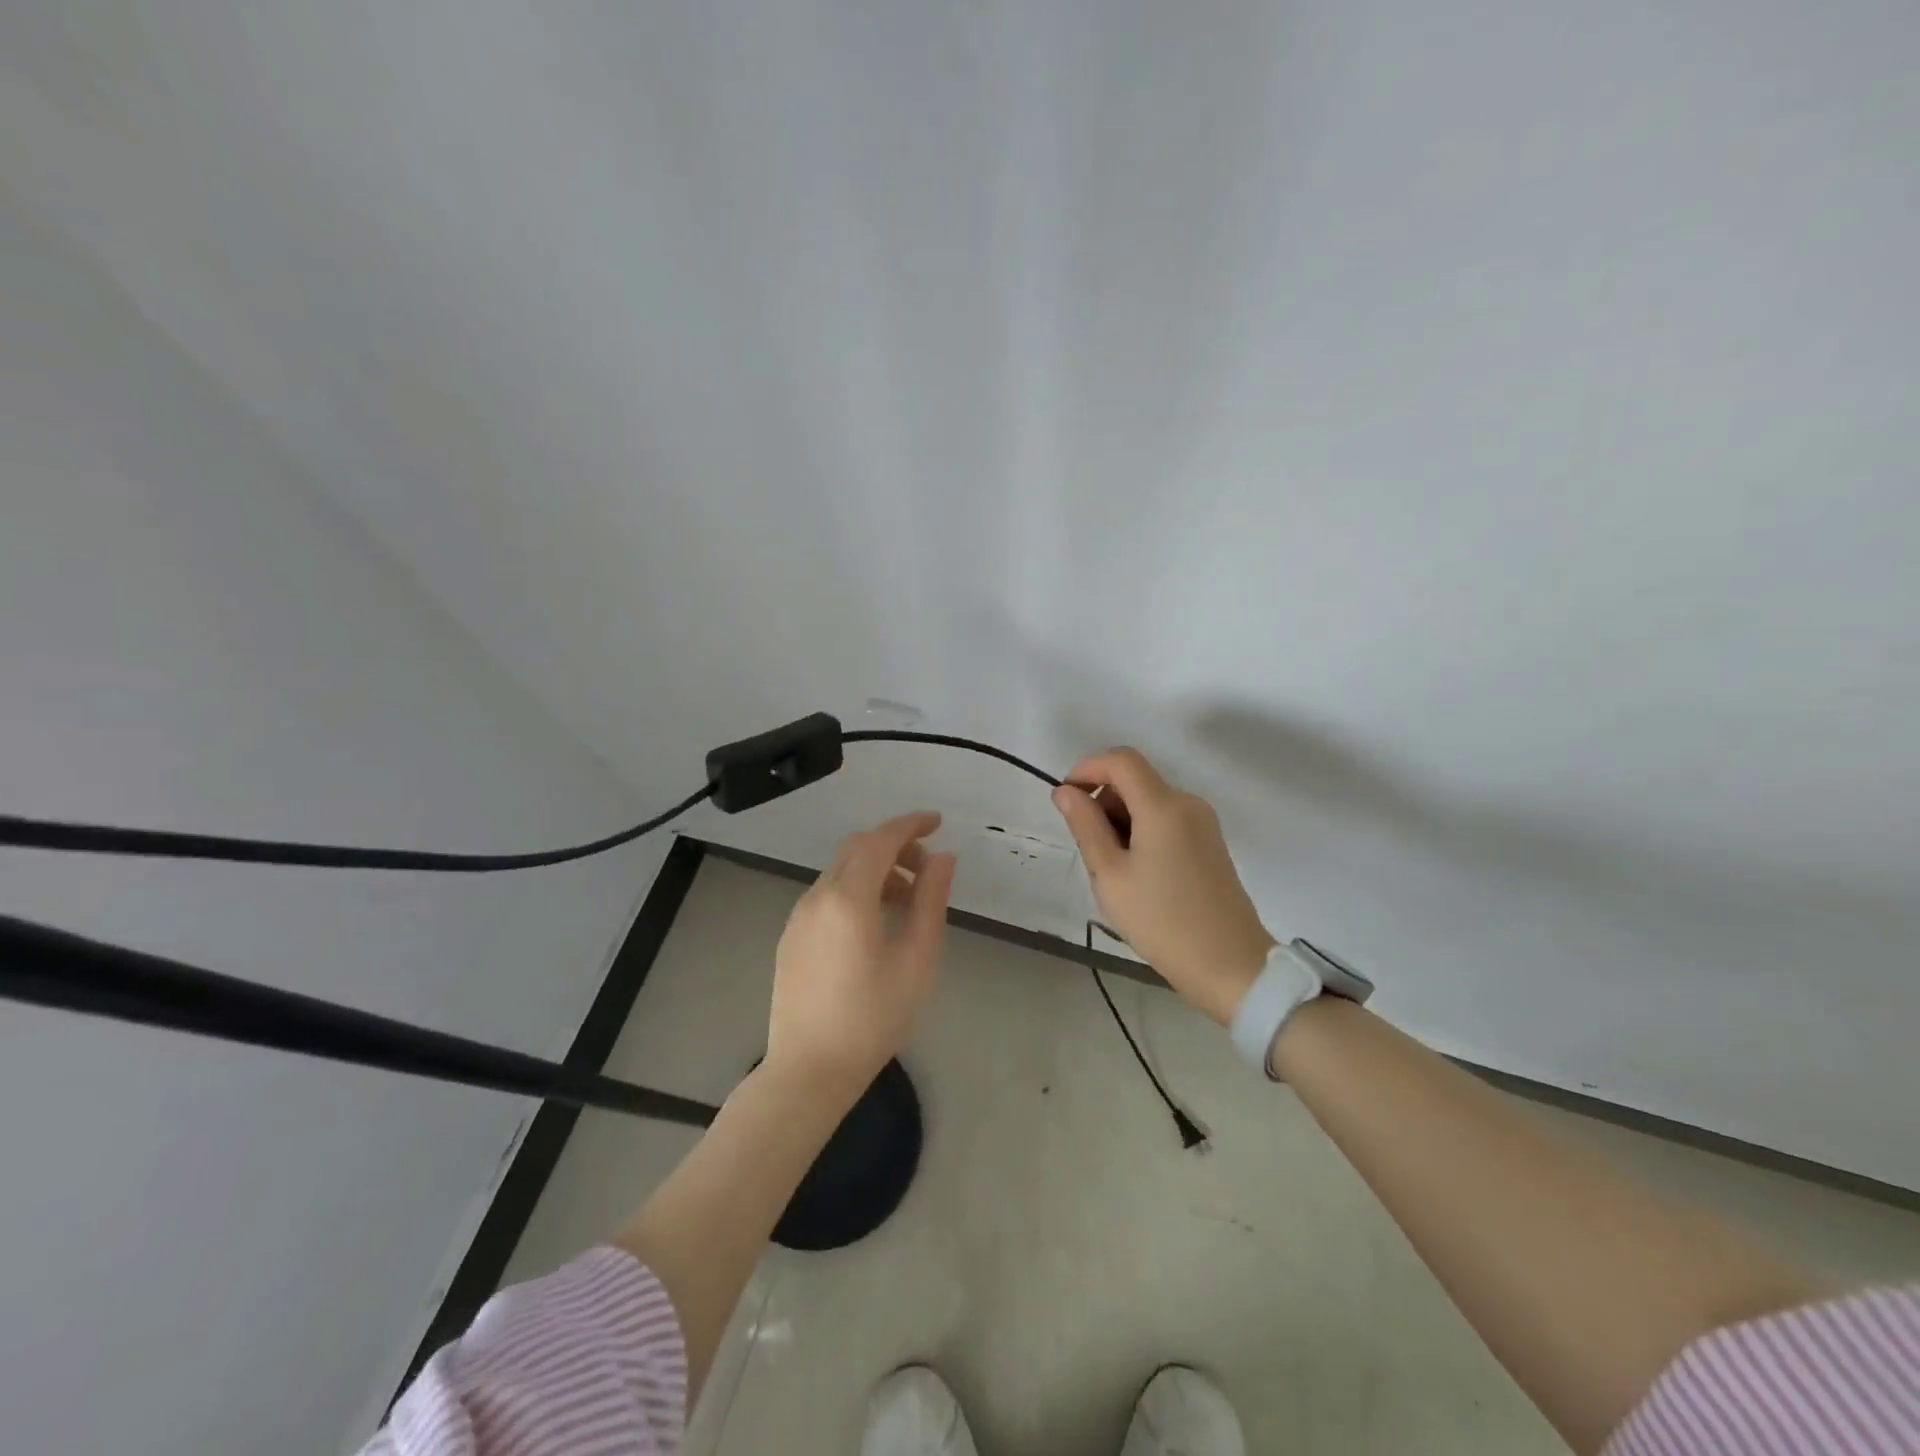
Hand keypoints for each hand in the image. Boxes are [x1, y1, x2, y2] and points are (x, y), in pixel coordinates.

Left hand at [766, 811, 956, 1102]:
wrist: (808, 1071)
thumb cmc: (872, 1018)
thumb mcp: (916, 960)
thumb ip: (930, 901)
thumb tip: (943, 858)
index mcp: (848, 898)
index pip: (881, 839)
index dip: (911, 824)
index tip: (938, 822)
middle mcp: (817, 896)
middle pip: (857, 848)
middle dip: (895, 846)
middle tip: (927, 870)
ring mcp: (798, 916)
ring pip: (841, 871)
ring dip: (876, 869)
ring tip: (906, 901)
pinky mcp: (791, 937)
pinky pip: (827, 894)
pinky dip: (856, 889)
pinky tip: (874, 923)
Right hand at [1053, 748, 1275, 1025]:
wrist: (1230, 966)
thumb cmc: (1161, 920)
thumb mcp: (1110, 874)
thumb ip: (1085, 825)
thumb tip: (1066, 791)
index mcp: (1163, 805)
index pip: (1120, 759)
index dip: (1087, 768)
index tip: (1066, 800)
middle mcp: (1187, 803)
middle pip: (1135, 780)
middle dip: (1103, 801)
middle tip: (1090, 851)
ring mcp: (1203, 823)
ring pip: (1149, 802)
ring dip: (1121, 820)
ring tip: (1114, 872)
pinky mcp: (1210, 843)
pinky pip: (1167, 820)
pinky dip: (1142, 832)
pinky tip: (1139, 875)